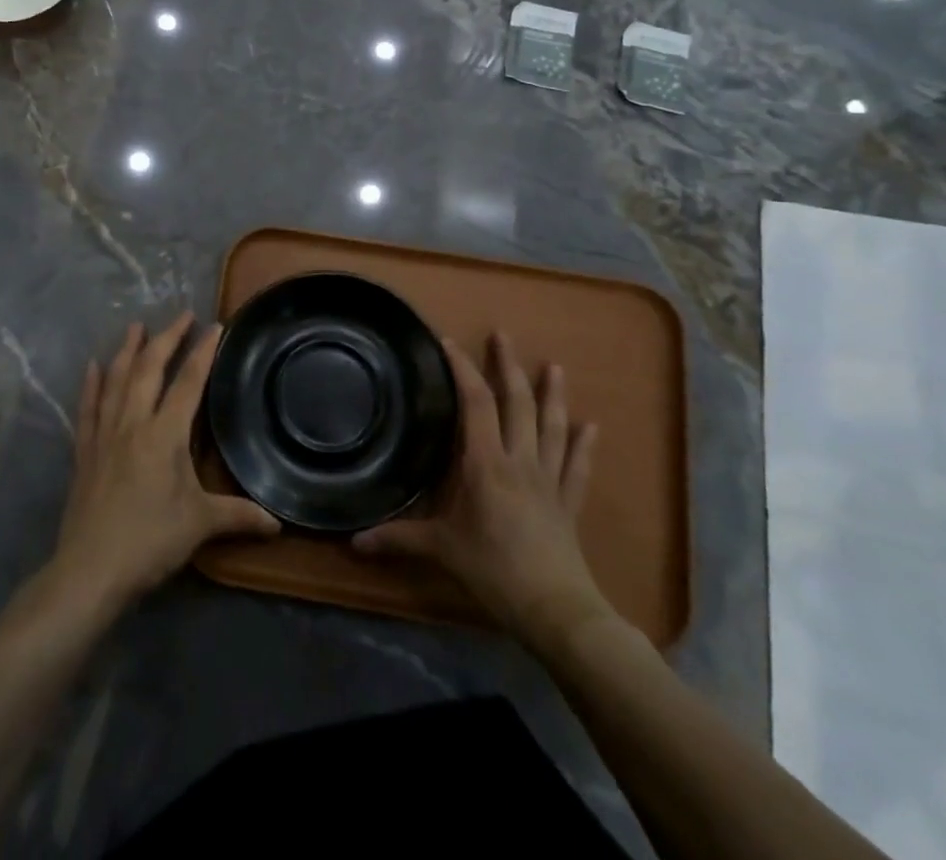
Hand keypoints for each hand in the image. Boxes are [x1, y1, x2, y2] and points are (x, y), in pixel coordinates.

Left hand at [49, 314, 279, 615]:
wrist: (90, 570)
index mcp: (164, 434)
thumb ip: (239, 516)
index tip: (214, 326)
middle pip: (149, 370)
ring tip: (135, 326)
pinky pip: (88, 408)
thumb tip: (278, 523)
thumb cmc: (149, 542)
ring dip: (127, 350)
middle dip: (166, 339)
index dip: (203, 352)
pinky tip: (93, 366)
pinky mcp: (84, 452)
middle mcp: (133, 423)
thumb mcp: (200, 525)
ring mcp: (104, 435)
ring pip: (116, 381)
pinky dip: (91, 384)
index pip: (188, 382)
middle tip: (181, 315)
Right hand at [353, 333, 613, 642]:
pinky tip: (592, 426)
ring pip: (552, 427)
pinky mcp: (569, 502)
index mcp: (486, 463)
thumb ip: (398, 539)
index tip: (449, 343)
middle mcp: (520, 460)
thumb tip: (353, 541)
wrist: (557, 610)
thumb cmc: (495, 571)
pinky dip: (584, 445)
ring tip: (554, 366)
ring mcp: (550, 479)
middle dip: (509, 366)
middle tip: (503, 335)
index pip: (476, 403)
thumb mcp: (441, 550)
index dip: (463, 369)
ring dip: (553, 394)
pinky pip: (578, 466)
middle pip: (517, 403)